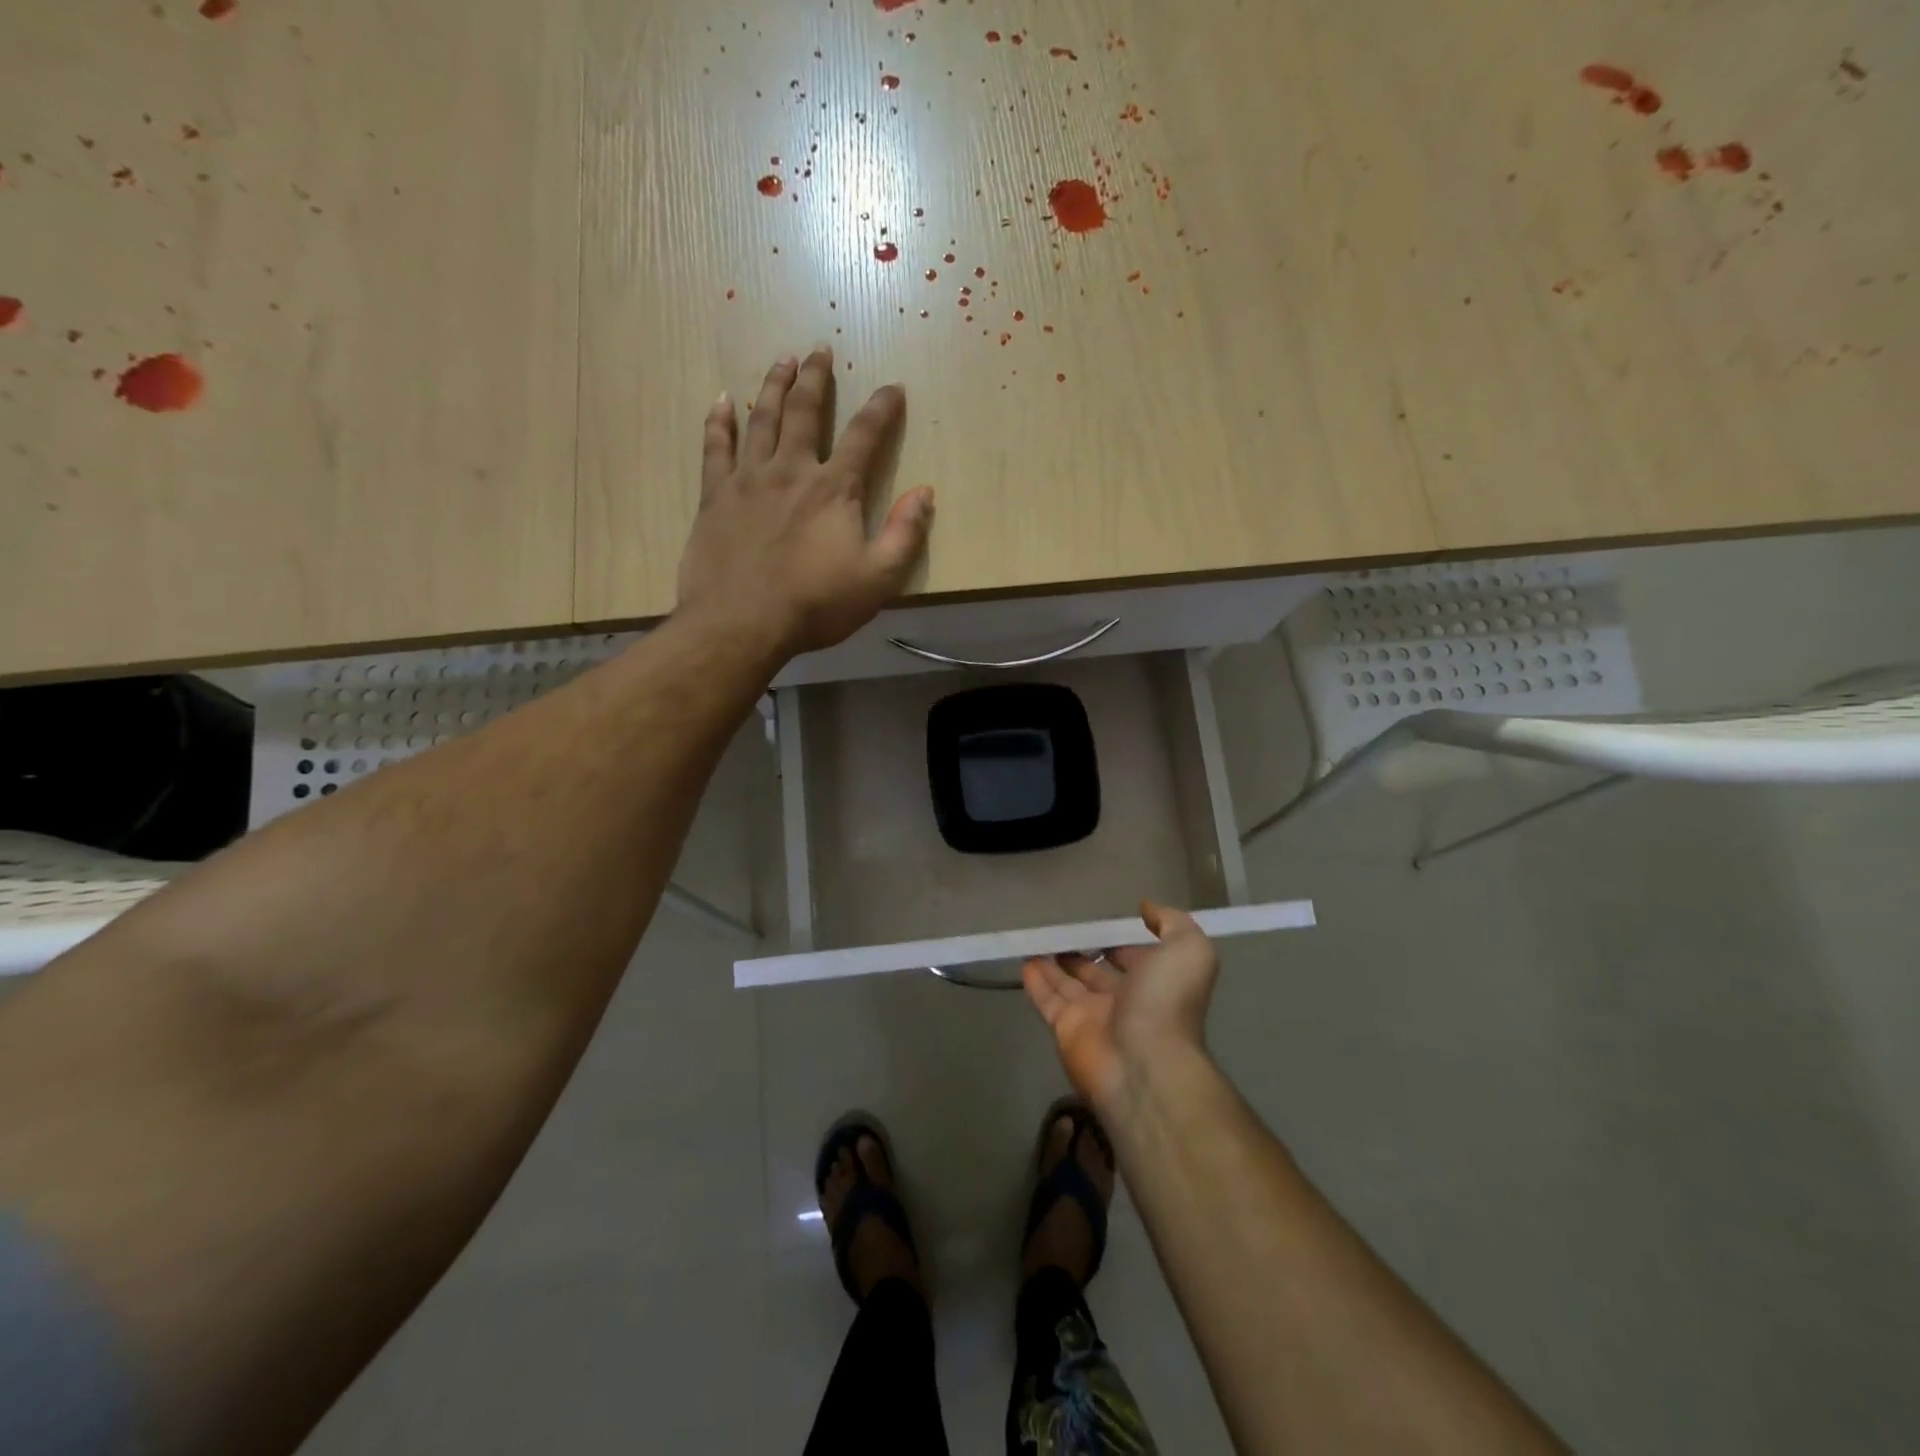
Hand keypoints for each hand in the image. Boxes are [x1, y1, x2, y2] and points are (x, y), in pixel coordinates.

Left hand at [676, 347, 934, 660]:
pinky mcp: (715, 496)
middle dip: (816, 379)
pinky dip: (720, 421)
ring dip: (774, 387)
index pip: (865, 437)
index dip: (881, 409)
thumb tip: (924, 494)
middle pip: (806, 412)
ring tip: (781, 361)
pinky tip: (722, 401)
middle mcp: (791, 471)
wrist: (741, 623)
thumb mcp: (878, 580)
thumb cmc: (815, 605)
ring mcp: (748, 480)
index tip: (892, 387)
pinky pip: (716, 447)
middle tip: (819, 350)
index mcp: (834, 490)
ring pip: (762, 420)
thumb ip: (905, 535)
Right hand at [1022, 902, 1219, 1110]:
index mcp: (1155, 982)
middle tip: (1062, 931)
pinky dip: (1036, 982)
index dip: (1120, 940)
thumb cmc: (1166, 1002)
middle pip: (1099, 971)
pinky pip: (1047, 1000)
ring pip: (1069, 984)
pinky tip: (1024, 962)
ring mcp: (1093, 1016)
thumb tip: (1146, 908)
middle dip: (1084, 952)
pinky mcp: (1065, 1028)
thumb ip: (1171, 923)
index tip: (1101, 922)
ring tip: (1036, 941)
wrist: (1144, 1064)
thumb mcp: (1188, 950)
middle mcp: (1124, 1000)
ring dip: (1054, 964)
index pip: (1134, 956)